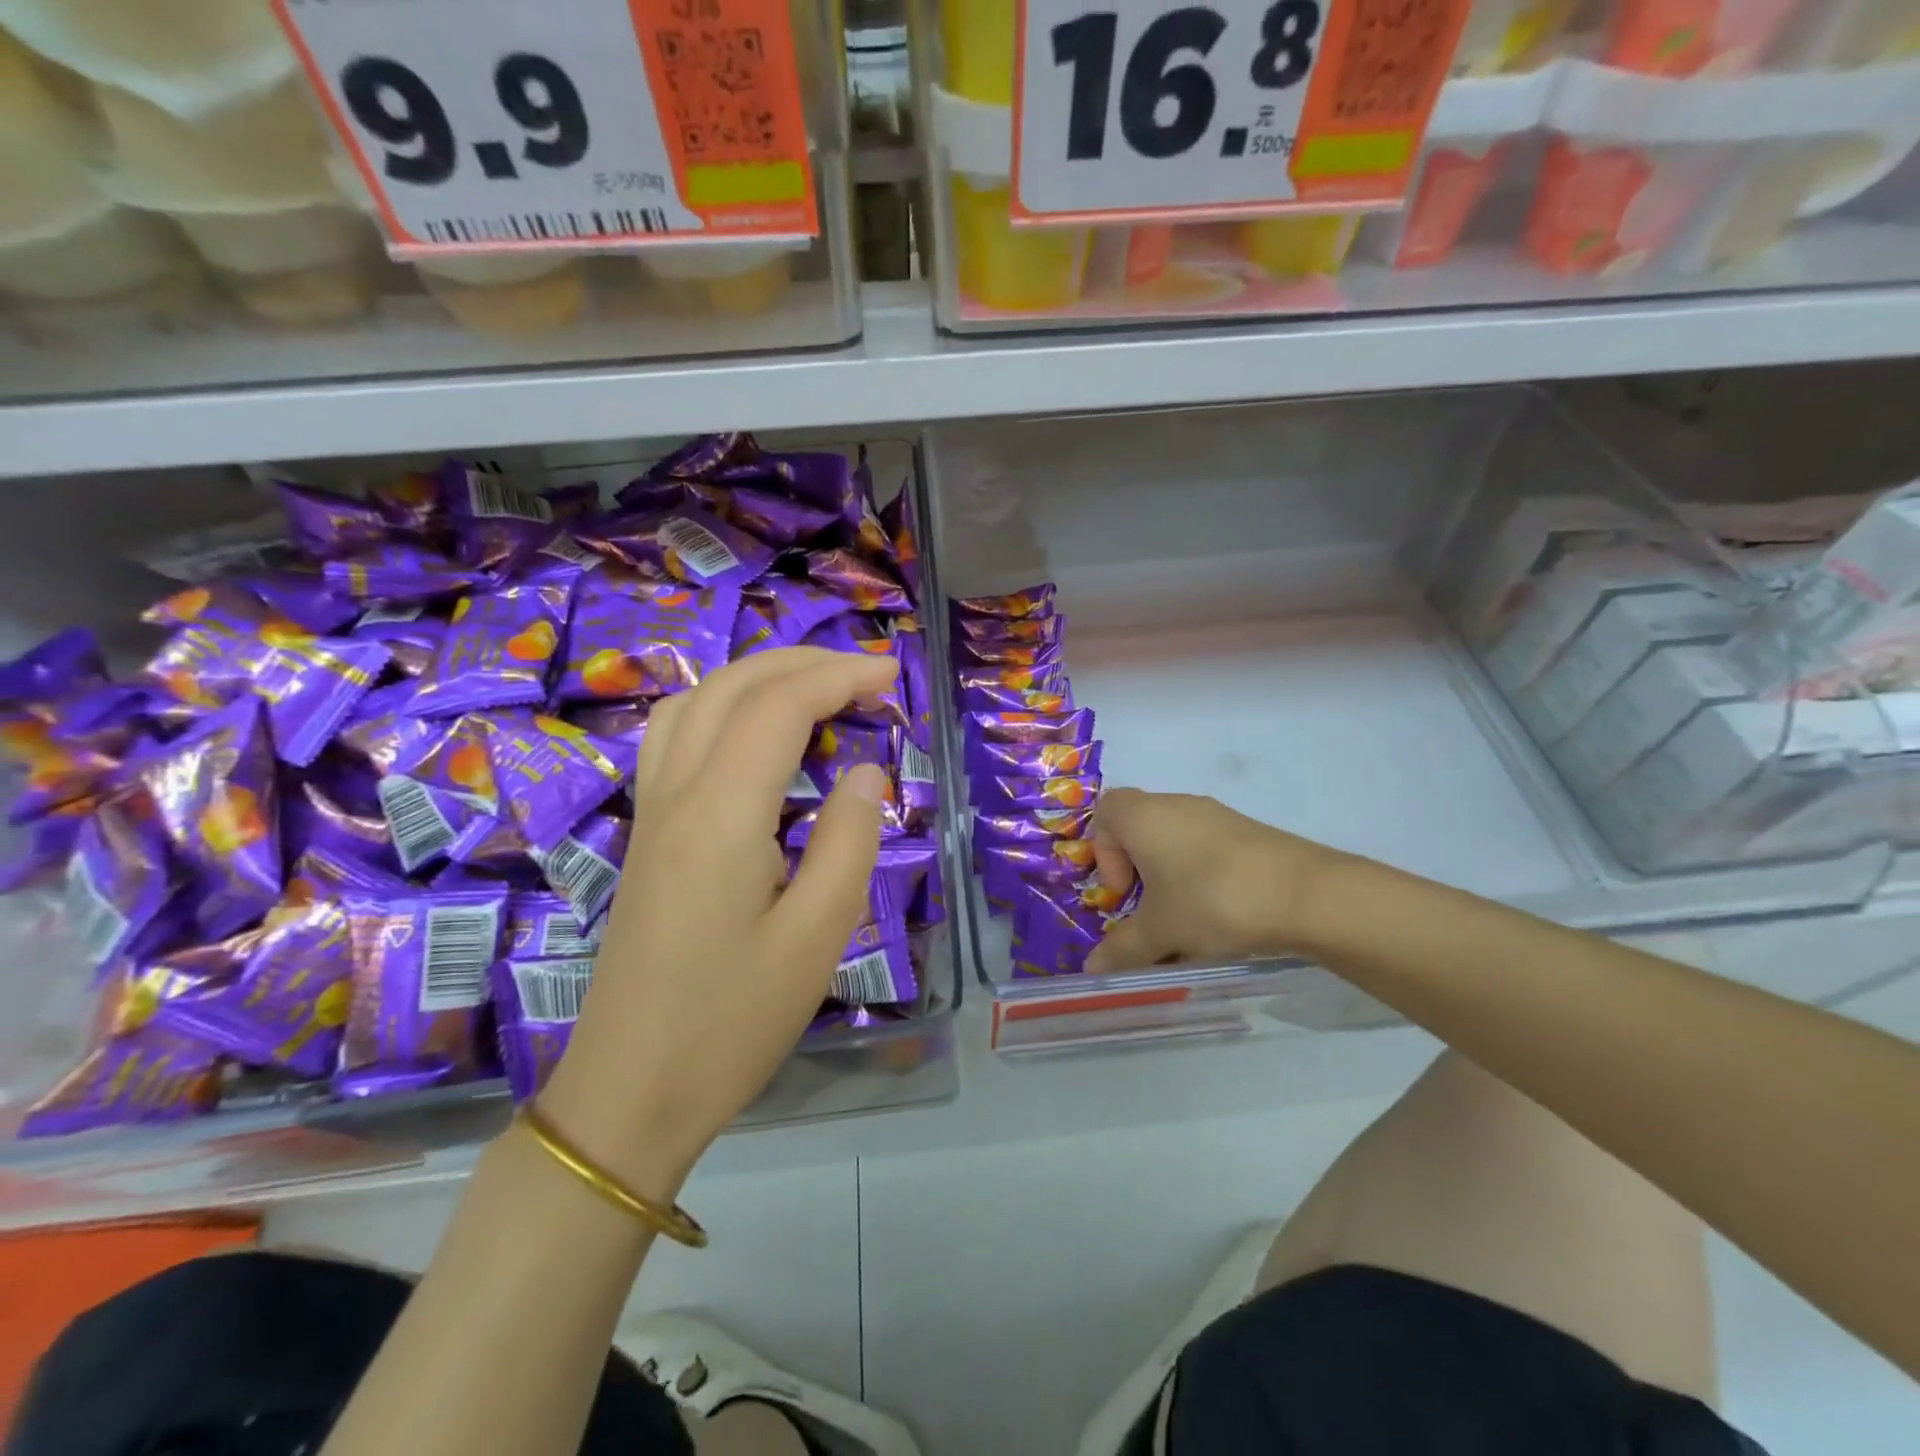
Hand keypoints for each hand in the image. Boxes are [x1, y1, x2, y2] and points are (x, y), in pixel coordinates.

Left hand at [538, 648, 896, 1195]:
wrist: (630, 1090)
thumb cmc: (732, 1022)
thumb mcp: (816, 937)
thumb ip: (849, 842)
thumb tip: (867, 772)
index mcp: (721, 815)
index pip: (780, 707)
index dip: (840, 676)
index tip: (893, 674)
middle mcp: (677, 794)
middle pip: (733, 686)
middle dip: (803, 662)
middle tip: (866, 672)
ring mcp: (652, 810)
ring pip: (695, 701)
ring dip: (757, 675)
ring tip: (814, 687)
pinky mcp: (647, 833)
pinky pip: (675, 735)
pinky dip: (721, 705)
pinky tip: (752, 732)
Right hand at [1085, 789, 1348, 973]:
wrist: (1306, 895)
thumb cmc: (1212, 901)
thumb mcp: (1160, 931)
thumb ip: (1122, 949)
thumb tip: (1093, 969)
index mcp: (1143, 816)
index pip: (1104, 812)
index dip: (1102, 851)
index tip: (1123, 891)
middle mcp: (1176, 805)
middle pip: (1140, 827)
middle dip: (1137, 870)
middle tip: (1149, 909)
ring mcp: (1216, 815)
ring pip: (1175, 840)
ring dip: (1170, 876)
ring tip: (1186, 919)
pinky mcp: (1248, 831)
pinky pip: (1208, 848)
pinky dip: (1202, 876)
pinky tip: (1221, 914)